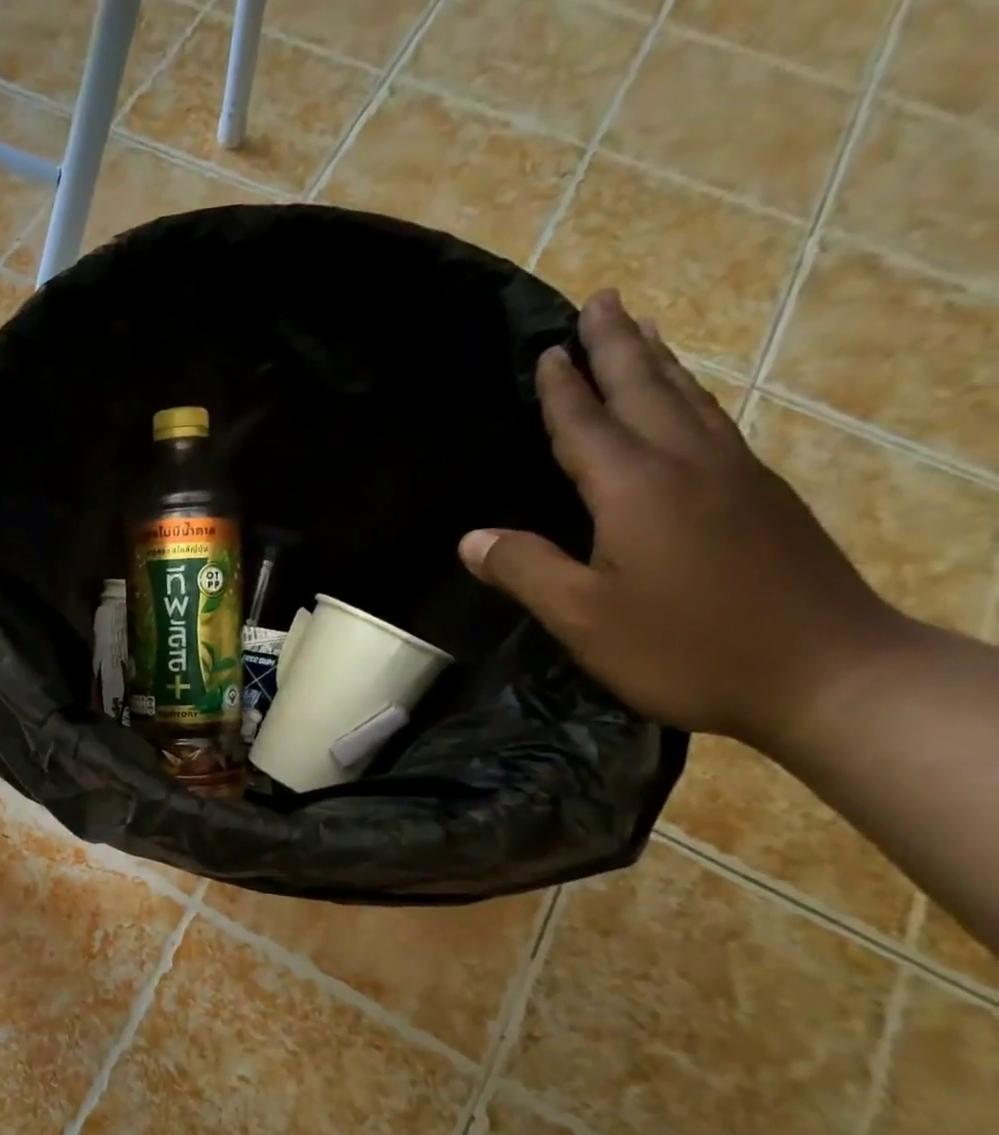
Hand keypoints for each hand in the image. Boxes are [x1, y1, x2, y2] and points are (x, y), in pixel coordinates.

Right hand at [459, 289, 906, 749]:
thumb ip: (526, 570)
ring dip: (660, 363)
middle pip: (649, 391)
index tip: (548, 349)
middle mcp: (690, 467)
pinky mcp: (765, 501)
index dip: (563, 391)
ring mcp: (738, 479)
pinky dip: (691, 399)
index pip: (588, 427)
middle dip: (619, 346)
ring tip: (642, 331)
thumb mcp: (583, 618)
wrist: (826, 673)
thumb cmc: (685, 648)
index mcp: (636, 491)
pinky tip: (688, 407)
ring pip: (691, 402)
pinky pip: (716, 426)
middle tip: (603, 299)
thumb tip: (471, 539)